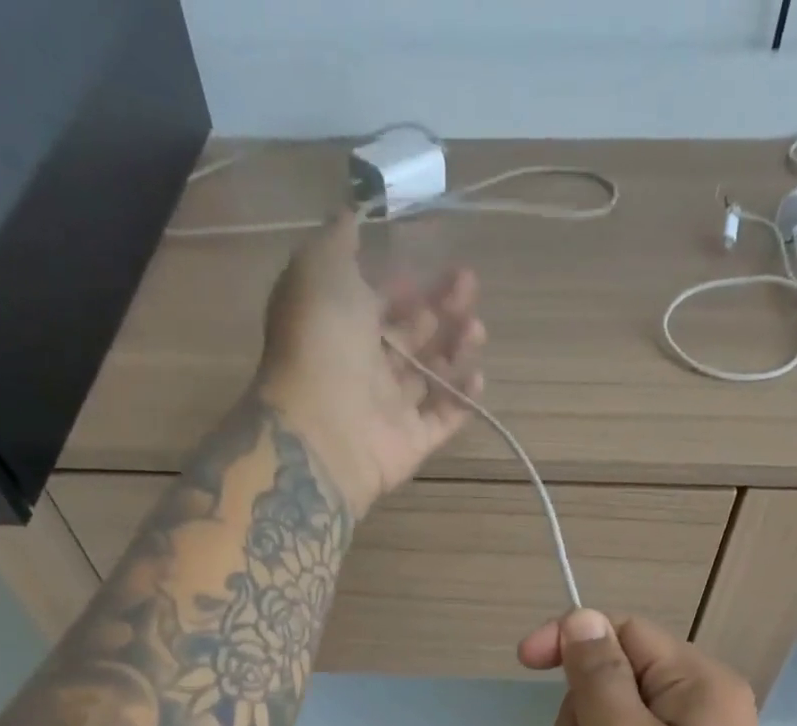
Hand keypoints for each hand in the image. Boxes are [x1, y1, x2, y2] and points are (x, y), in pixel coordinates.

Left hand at [257, 210, 485, 515]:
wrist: (324, 429)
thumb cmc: (322, 343)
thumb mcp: (319, 268)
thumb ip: (338, 239)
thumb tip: (352, 213)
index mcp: (340, 325)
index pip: (379, 301)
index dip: (406, 282)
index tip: (431, 263)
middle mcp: (364, 366)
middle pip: (411, 333)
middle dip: (442, 307)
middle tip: (469, 287)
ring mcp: (389, 408)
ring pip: (430, 374)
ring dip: (457, 347)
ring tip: (477, 330)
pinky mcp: (413, 442)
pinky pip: (444, 418)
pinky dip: (462, 398)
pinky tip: (477, 375)